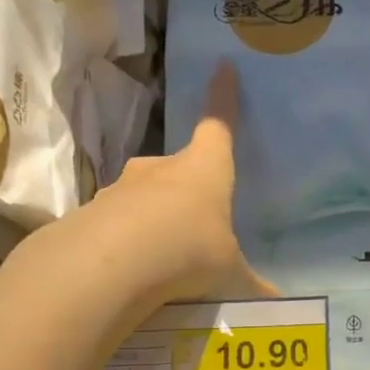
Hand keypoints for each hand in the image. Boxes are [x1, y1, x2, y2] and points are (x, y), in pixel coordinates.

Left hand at [21, 60, 277, 308]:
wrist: (107, 268)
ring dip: (155, 216)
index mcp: (204, 169)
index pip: (218, 125)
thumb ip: (252, 285)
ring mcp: (121, 189)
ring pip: (144, 195)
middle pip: (179, 165)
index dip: (223, 98)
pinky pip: (117, 224)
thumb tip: (279, 300)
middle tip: (200, 216)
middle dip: (189, 185)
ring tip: (166, 254)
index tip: (223, 68)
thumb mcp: (229, 274)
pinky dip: (127, 241)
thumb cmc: (187, 253)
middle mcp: (161, 169)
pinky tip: (134, 272)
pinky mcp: (91, 215)